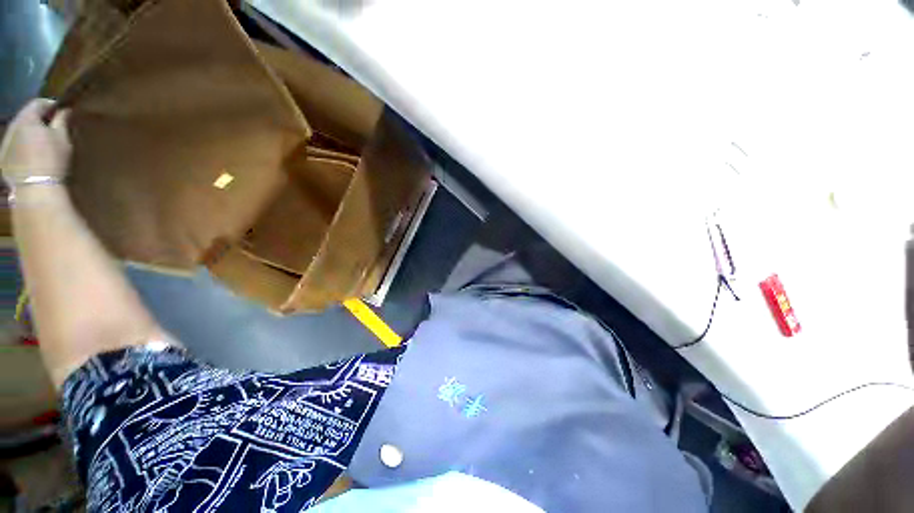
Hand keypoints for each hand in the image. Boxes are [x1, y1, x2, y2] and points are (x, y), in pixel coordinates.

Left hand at [0, 99, 71, 182]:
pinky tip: (30, 153)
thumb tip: (65, 110)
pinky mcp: (3, 157)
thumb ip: (62, 121)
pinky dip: (22, 144)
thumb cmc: (52, 160)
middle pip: (25, 116)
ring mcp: (5, 143)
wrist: (36, 188)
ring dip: (29, 132)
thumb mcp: (62, 138)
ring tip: (41, 141)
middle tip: (51, 126)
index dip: (50, 105)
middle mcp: (13, 127)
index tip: (61, 111)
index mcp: (27, 119)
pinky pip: (13, 144)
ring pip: (18, 130)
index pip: (38, 103)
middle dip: (37, 119)